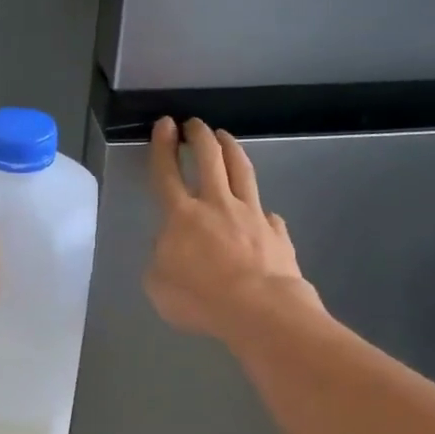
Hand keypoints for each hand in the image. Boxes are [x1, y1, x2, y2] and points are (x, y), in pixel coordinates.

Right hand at [144, 116, 320, 341]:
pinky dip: (261, 210)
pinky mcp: (276, 231)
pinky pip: (267, 214)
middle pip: (209, 158)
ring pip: (241, 171)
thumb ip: (160, 259)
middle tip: (194, 124)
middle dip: (199, 136)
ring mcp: (251, 214)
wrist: (259, 309)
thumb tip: (171, 245)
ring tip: (225, 137)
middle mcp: (217, 205)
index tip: (164, 124)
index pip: (167, 173)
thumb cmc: (200, 299)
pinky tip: (262, 213)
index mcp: (182, 216)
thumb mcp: (158, 285)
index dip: (163, 147)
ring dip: (231, 149)